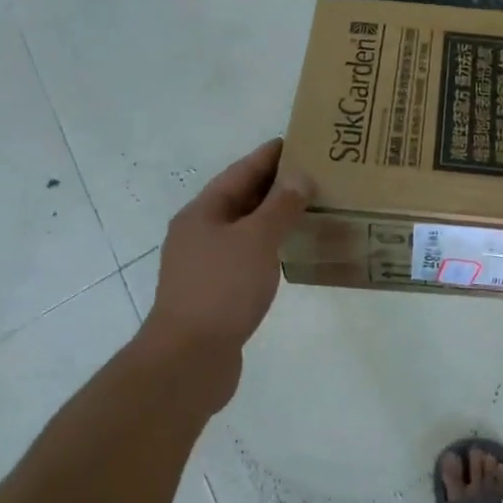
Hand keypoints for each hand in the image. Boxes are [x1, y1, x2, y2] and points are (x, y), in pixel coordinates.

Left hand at [145, 139, 313, 377]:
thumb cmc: (222, 289)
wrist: (188, 361)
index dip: (269, 156)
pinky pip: (247, 256)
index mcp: (202, 213)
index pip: (240, 172)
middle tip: (313, 173)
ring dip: (274, 217)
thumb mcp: (257, 240)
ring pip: (245, 229)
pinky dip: (269, 247)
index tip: (298, 142)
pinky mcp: (215, 293)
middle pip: (241, 199)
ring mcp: (204, 265)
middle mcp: (199, 233)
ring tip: (309, 208)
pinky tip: (291, 251)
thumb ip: (280, 206)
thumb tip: (299, 176)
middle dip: (275, 186)